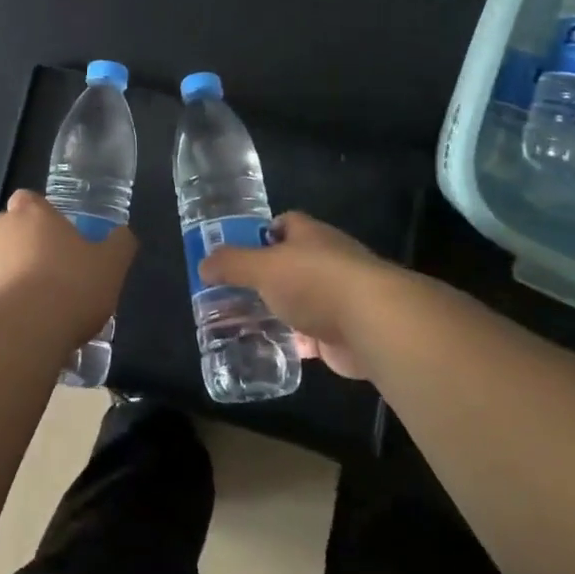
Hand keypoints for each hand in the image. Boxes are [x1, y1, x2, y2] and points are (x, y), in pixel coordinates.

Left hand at [0, 190, 136, 350]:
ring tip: (40, 307)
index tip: (60, 236)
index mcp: (31, 212)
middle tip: (55, 272)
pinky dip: (3, 306)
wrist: (22, 334)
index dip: (43, 215)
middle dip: (28, 246)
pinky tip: (24, 328)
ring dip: (13, 276)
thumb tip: (122, 235)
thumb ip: (119, 244)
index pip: (30, 200)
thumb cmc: (70, 286)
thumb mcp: (111, 265)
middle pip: (12, 230)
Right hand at [197, 212, 397, 378]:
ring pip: (300, 300)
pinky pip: (311, 335)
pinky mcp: (342, 332)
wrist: (371, 323)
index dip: (262, 233)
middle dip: (267, 276)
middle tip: (234, 291)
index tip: (239, 250)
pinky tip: (271, 349)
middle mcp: (326, 260)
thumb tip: (203, 264)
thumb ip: (232, 264)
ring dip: (280, 310)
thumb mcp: (263, 267)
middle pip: (291, 263)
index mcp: (310, 235)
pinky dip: (294, 342)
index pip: (285, 224)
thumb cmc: (314, 280)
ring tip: (245, 322)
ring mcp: (338, 297)